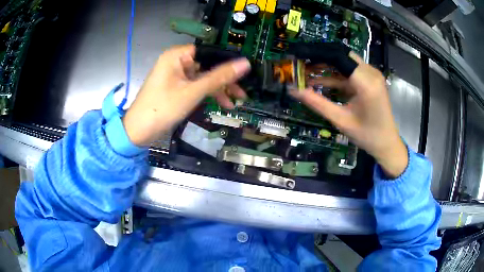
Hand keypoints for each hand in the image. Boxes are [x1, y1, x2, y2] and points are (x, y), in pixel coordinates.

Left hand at [123, 45, 250, 146]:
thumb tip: (245, 64)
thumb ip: (219, 77)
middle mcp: (176, 61)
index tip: (243, 72)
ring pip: (203, 78)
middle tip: (241, 93)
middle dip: (224, 80)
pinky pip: (196, 86)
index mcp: (177, 55)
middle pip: (207, 65)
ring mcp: (176, 75)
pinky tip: (221, 104)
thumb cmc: (163, 108)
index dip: (226, 60)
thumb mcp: (193, 92)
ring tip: (233, 103)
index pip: (208, 51)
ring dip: (217, 89)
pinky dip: (207, 94)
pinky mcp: (176, 88)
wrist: (139, 131)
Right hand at [291, 52, 407, 177]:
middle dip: (320, 58)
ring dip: (326, 66)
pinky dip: (335, 75)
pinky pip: (349, 71)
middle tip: (300, 64)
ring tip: (306, 73)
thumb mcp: (340, 120)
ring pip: (344, 61)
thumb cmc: (367, 135)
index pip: (337, 57)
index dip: (316, 54)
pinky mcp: (370, 79)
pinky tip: (320, 81)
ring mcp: (372, 74)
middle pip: (341, 55)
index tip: (297, 56)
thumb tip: (293, 90)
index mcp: (366, 83)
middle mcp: (371, 72)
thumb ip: (316, 103)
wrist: (387, 143)